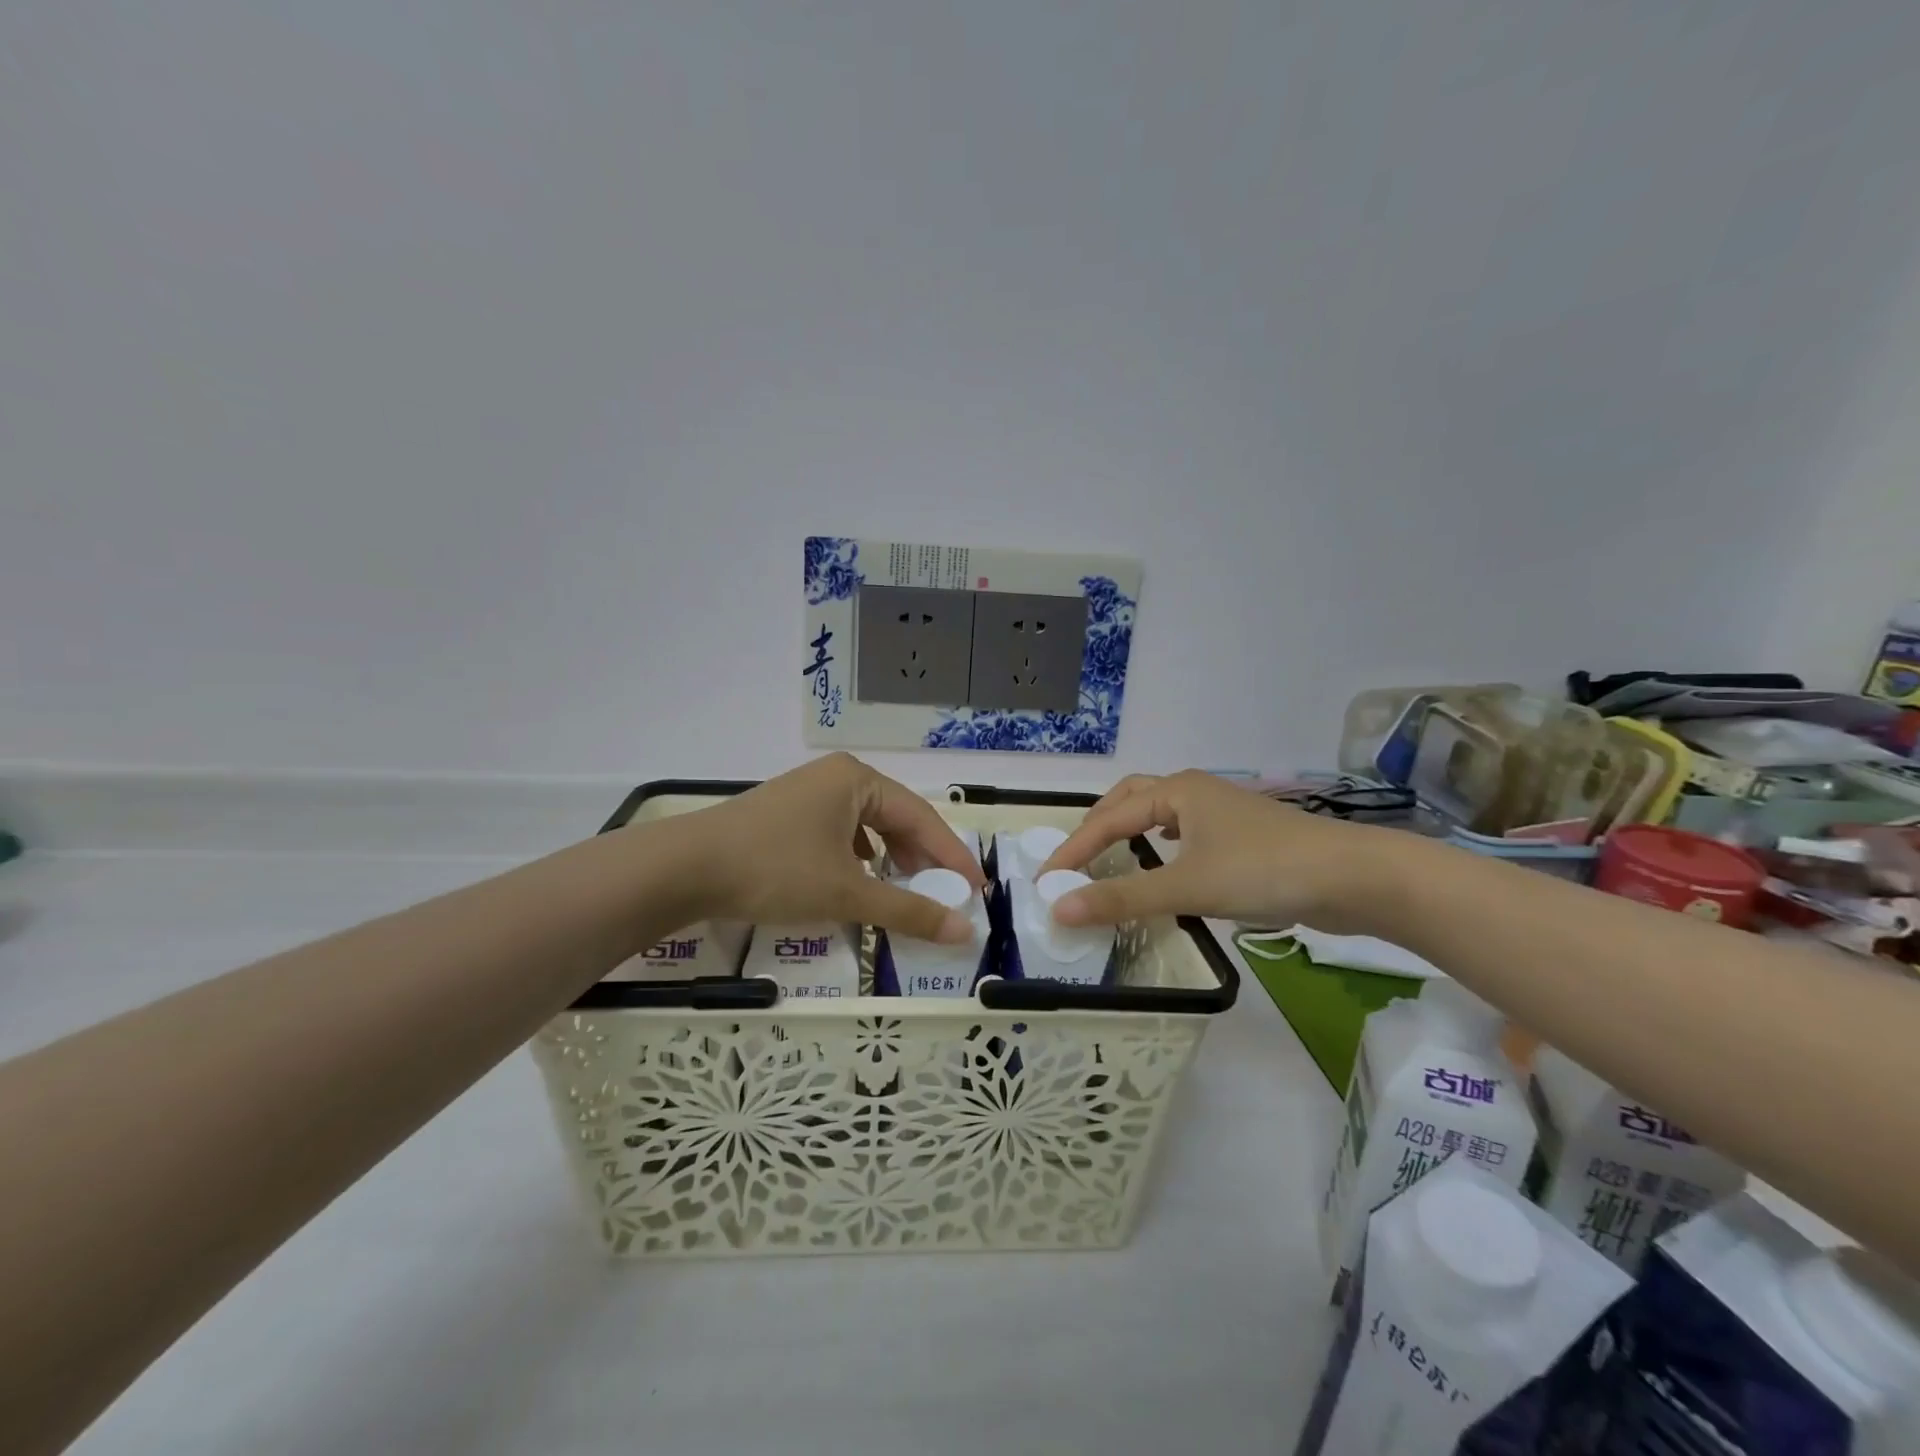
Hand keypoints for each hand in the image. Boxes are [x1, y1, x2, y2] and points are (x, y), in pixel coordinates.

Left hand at [674, 753, 986, 942]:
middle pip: (896, 818)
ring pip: (867, 826)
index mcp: (859, 780)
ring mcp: (809, 793)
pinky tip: (859, 880)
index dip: (952, 856)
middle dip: (922, 858)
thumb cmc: (776, 870)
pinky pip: (840, 833)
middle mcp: (837, 777)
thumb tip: (962, 931)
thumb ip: (909, 910)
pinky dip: (859, 859)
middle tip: (946, 894)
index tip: (978, 890)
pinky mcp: (787, 814)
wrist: (684, 868)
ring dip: (891, 859)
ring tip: (907, 890)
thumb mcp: (847, 893)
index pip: (922, 818)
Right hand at [1038, 770, 1397, 931]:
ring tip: (1109, 858)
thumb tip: (1058, 909)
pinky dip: (1161, 846)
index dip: (1074, 850)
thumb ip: (1121, 898)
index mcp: (1176, 791)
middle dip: (1099, 826)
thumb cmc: (1263, 870)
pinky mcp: (1241, 838)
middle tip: (1076, 858)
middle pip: (1131, 800)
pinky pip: (1185, 835)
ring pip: (1160, 816)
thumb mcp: (1186, 887)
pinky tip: (1165, 865)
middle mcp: (1194, 792)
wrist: (1352, 878)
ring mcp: (1221, 813)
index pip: (1108, 819)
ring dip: (1130, 833)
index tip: (1045, 881)